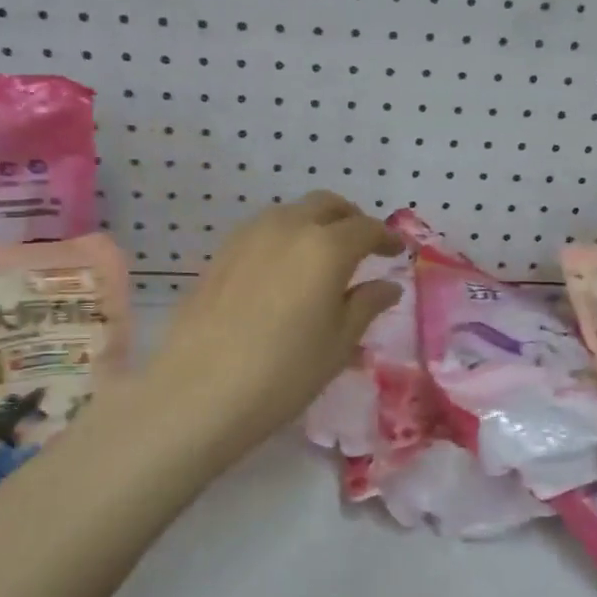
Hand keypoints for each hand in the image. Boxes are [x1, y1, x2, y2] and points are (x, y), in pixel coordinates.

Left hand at [138, 192, 402, 457]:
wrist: (199, 391)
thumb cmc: (284, 372)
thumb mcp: (338, 344)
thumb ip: (366, 305)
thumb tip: (388, 286)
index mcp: (326, 247)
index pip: (366, 228)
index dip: (386, 238)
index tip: (397, 252)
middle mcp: (288, 227)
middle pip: (327, 205)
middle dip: (351, 220)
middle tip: (363, 247)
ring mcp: (249, 236)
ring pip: (292, 213)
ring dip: (315, 224)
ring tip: (323, 257)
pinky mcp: (222, 253)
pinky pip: (264, 230)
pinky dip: (285, 237)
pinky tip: (285, 269)